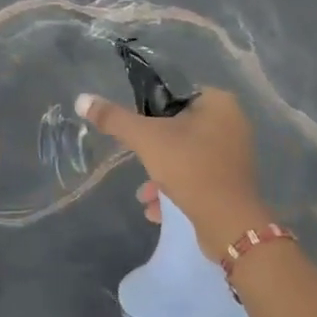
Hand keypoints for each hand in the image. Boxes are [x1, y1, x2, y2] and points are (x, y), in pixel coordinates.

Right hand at [74, 87, 268, 258]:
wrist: (229, 224)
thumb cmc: (190, 168)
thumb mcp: (147, 139)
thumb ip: (114, 119)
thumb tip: (82, 99)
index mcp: (218, 102)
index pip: (176, 93)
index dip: (151, 108)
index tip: (136, 128)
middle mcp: (232, 123)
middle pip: (179, 126)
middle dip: (154, 148)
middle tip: (139, 159)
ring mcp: (234, 155)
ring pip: (187, 155)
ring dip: (162, 173)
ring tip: (144, 193)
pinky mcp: (232, 183)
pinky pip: (198, 177)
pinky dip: (177, 189)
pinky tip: (156, 209)